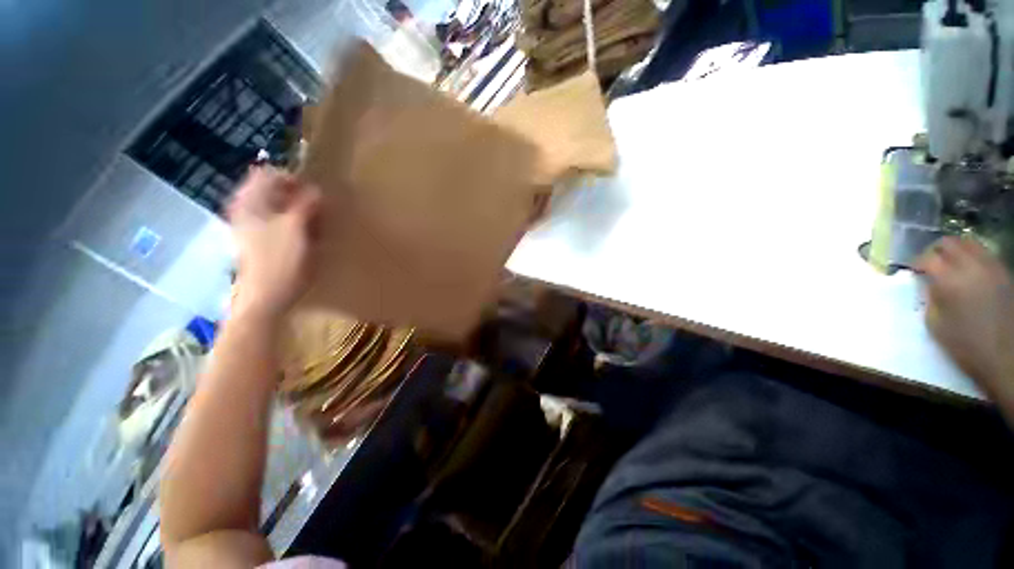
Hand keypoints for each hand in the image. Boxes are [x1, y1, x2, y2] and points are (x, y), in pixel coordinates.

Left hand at [227, 167, 320, 319]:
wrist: (267, 297)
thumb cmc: (280, 261)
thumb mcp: (296, 229)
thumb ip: (305, 205)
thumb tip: (316, 190)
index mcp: (250, 203)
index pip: (268, 174)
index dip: (292, 179)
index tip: (313, 193)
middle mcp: (247, 210)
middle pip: (273, 190)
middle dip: (297, 196)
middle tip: (317, 210)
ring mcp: (252, 226)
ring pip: (279, 207)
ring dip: (299, 211)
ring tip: (315, 224)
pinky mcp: (261, 241)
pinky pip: (280, 222)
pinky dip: (295, 223)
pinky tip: (308, 236)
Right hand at [916, 236, 1013, 402]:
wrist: (1004, 356)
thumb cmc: (964, 345)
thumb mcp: (935, 324)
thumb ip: (930, 298)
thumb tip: (928, 284)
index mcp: (949, 281)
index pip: (927, 258)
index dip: (917, 263)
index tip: (912, 271)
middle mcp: (971, 267)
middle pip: (950, 243)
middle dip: (936, 250)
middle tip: (930, 263)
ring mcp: (991, 268)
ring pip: (970, 243)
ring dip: (956, 250)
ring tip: (950, 264)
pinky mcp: (1003, 273)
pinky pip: (985, 254)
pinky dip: (973, 257)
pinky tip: (970, 271)